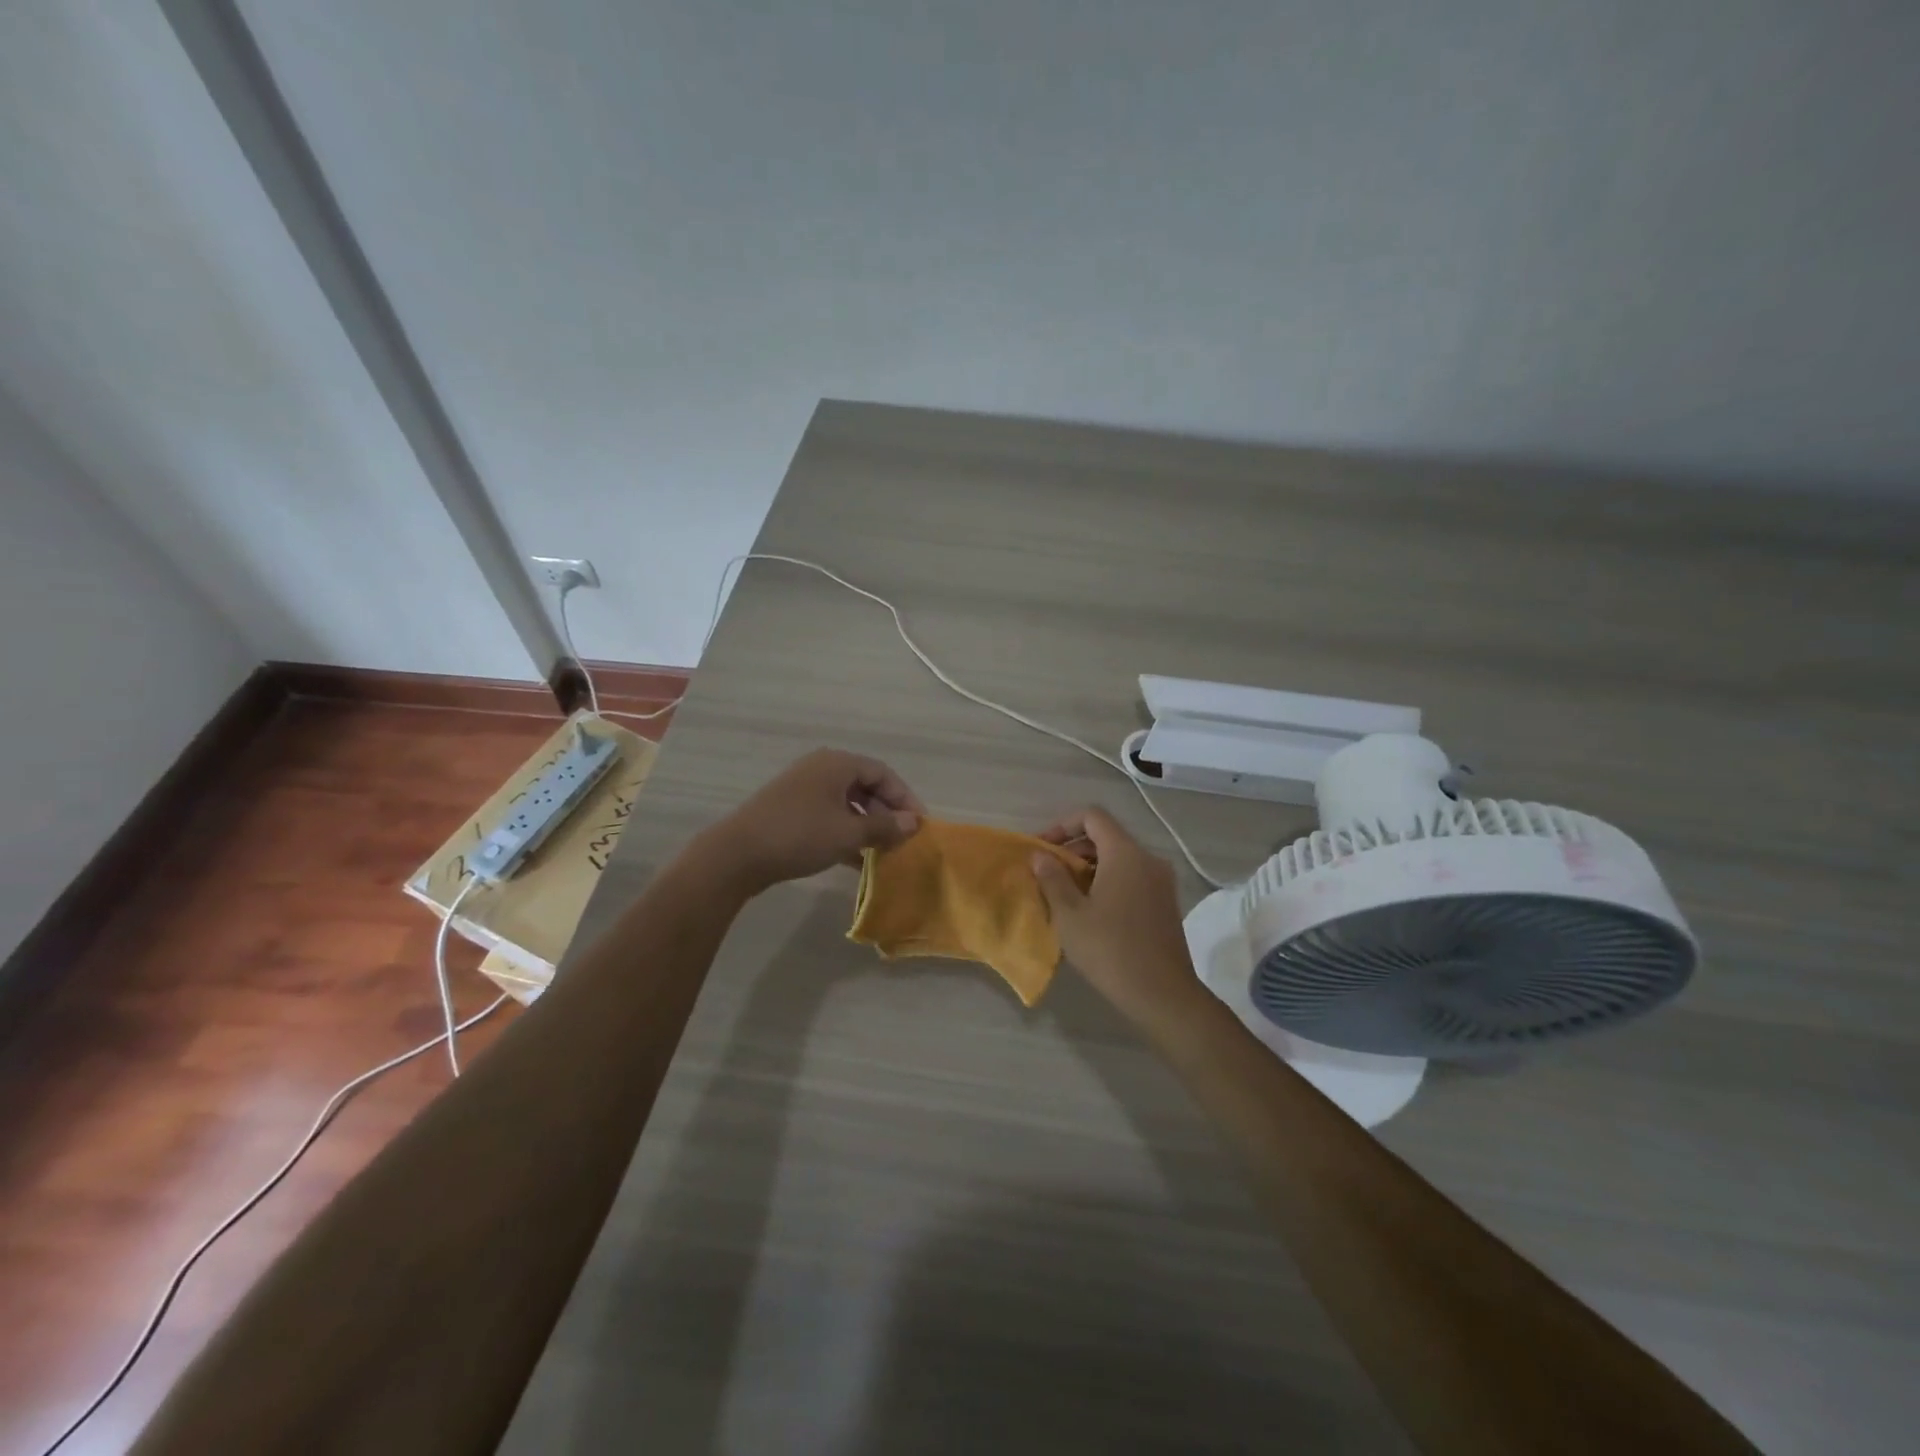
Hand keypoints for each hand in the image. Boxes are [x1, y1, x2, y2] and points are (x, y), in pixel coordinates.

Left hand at [704, 748, 924, 891]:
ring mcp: (803, 789)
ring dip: (867, 826)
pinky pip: (829, 816)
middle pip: (865, 786)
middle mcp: (821, 769)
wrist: (737, 854)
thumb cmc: (799, 835)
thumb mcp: (848, 833)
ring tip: (883, 853)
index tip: (919, 825)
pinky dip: (846, 833)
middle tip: (902, 840)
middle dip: (886, 814)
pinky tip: (857, 861)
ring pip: (847, 804)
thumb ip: (884, 826)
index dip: (905, 798)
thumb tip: (913, 823)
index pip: (883, 773)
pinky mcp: (790, 810)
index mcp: (837, 763)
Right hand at [1031, 807, 1210, 1032]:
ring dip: (1090, 867)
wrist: (1163, 995)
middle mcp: (1148, 859)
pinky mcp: (1166, 902)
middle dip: (1073, 848)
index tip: (1042, 849)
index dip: (1062, 825)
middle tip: (1048, 873)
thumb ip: (1052, 879)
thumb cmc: (1110, 950)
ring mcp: (1162, 881)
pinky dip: (1109, 881)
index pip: (1092, 816)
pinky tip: (1092, 911)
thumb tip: (1040, 856)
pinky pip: (1133, 876)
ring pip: (1120, 858)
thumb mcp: (1070, 915)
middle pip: (1106, 836)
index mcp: (1125, 853)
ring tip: (1066, 894)